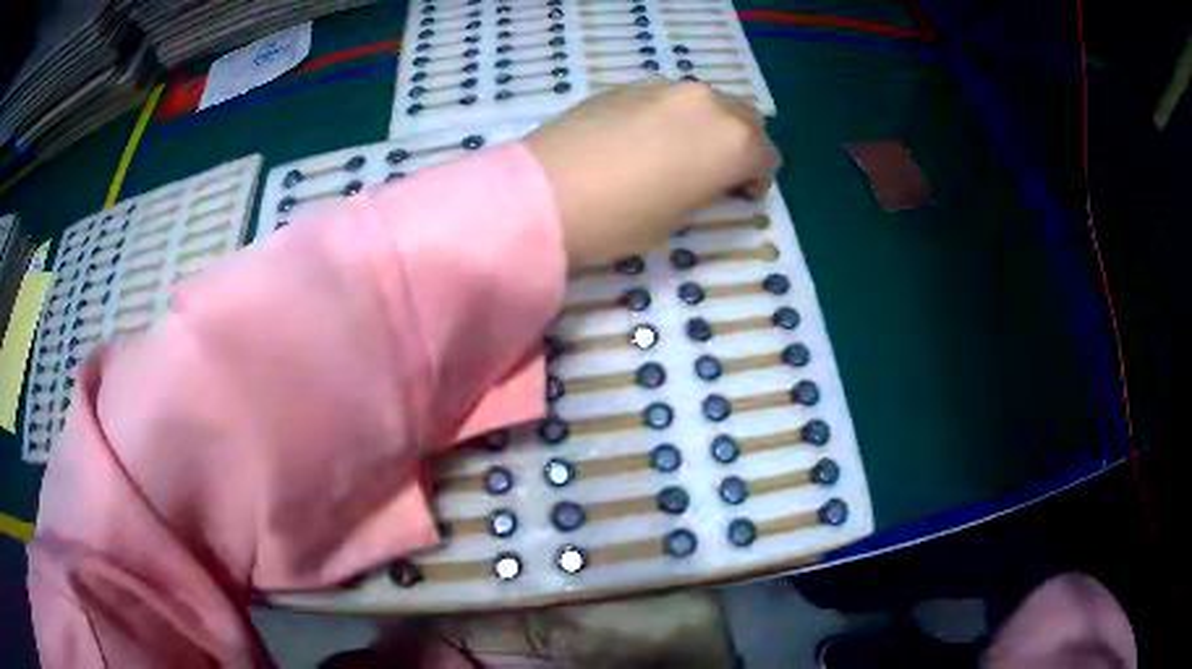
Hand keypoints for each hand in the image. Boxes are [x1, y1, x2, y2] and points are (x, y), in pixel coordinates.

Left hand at [525, 80, 780, 268]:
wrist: (546, 195)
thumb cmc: (622, 219)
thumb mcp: (682, 215)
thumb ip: (710, 185)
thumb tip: (713, 175)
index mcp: (732, 141)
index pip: (766, 154)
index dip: (758, 177)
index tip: (742, 194)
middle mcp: (706, 103)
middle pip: (743, 117)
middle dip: (741, 142)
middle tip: (717, 171)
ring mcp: (664, 88)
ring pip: (705, 102)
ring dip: (706, 124)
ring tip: (678, 153)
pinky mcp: (627, 86)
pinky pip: (667, 98)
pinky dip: (671, 115)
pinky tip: (643, 139)